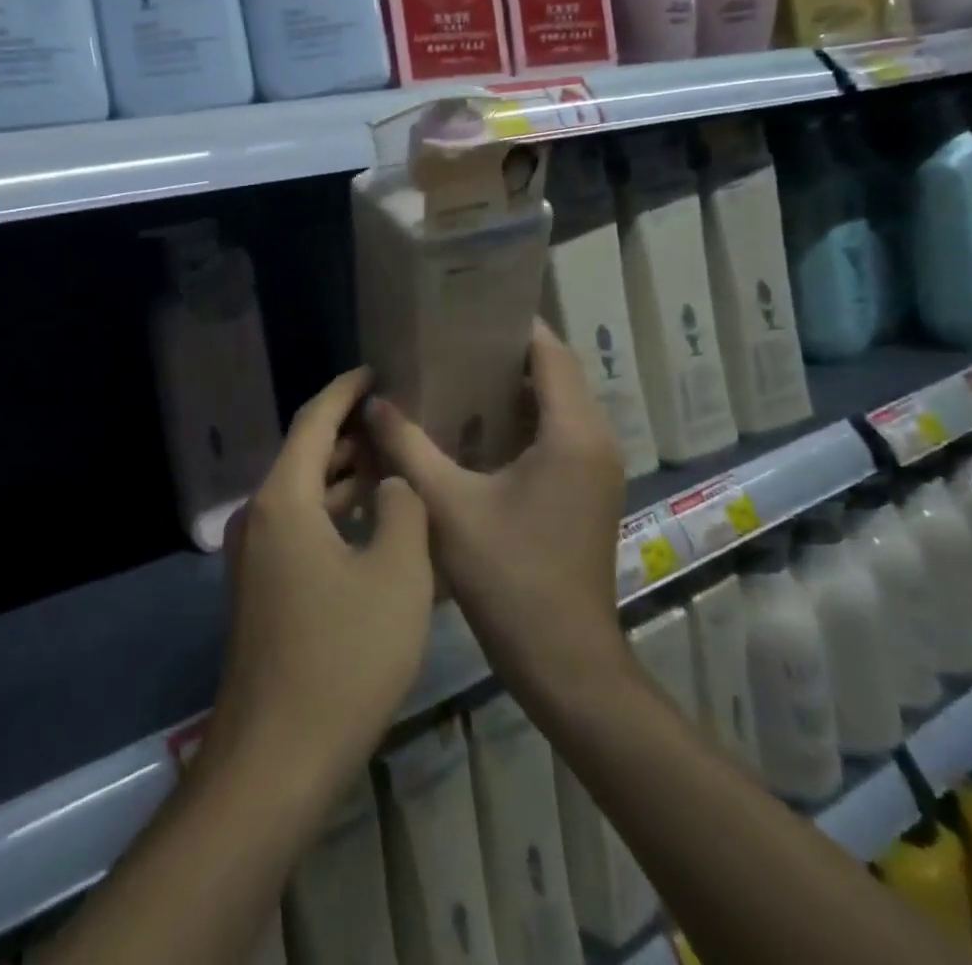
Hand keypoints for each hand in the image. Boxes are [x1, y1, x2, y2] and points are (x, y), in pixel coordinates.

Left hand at [204, 368, 434, 793]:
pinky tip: (377, 525)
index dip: (345, 390)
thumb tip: (392, 485)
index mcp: (284, 499)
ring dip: (347, 478)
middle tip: (399, 418)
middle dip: (351, 434)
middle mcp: (260, 517)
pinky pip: (304, 530)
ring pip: (306, 496)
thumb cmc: (342, 657)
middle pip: (307, 456)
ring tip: (396, 463)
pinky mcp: (264, 589)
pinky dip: (337, 515)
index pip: (314, 421)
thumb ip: (400, 511)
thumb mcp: (396, 575)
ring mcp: (257, 556)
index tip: (375, 369)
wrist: (277, 757)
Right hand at [364, 320, 629, 702]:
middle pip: (556, 372)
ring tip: (455, 373)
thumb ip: (408, 446)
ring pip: (559, 403)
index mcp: (572, 433)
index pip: (549, 352)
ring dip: (515, 385)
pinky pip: (558, 431)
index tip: (464, 310)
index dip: (511, 325)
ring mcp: (596, 467)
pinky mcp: (588, 489)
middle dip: (506, 352)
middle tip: (448, 340)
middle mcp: (594, 440)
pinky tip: (475, 425)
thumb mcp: (448, 505)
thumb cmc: (510, 578)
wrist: (565, 662)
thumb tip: (374, 401)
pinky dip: (523, 417)